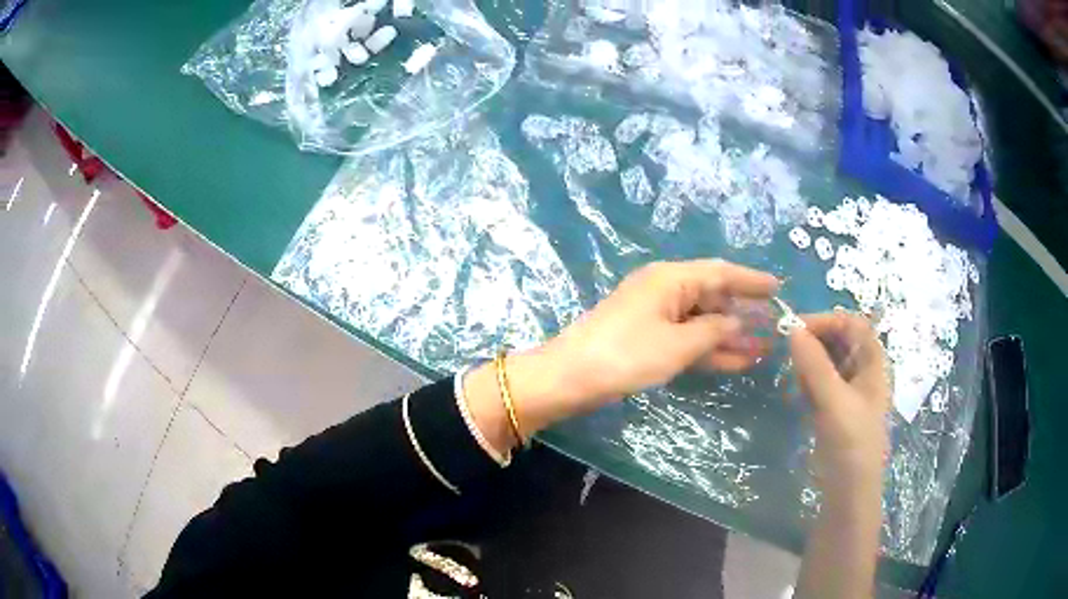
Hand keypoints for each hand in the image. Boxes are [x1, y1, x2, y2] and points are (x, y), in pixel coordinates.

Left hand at [463, 259, 778, 452]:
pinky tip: (736, 362)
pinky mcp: (648, 338)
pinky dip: (710, 349)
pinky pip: (688, 338)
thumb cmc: (626, 354)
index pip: (720, 271)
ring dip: (731, 336)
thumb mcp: (678, 344)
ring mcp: (656, 315)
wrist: (570, 377)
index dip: (751, 279)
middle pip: (713, 295)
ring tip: (764, 348)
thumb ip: (714, 332)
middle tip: (775, 324)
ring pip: (703, 321)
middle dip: (744, 312)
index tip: (778, 286)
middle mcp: (665, 289)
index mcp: (671, 278)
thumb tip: (737, 324)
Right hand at [788, 312, 890, 496]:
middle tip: (788, 351)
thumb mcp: (834, 401)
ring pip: (827, 360)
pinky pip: (819, 381)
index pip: (851, 324)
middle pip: (839, 340)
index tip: (796, 329)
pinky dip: (807, 380)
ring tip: (794, 377)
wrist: (849, 489)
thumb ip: (814, 364)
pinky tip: (797, 392)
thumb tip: (792, 329)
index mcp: (872, 362)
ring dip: (809, 361)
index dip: (826, 320)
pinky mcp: (834, 407)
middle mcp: (862, 370)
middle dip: (814, 340)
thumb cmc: (851, 441)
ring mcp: (848, 389)